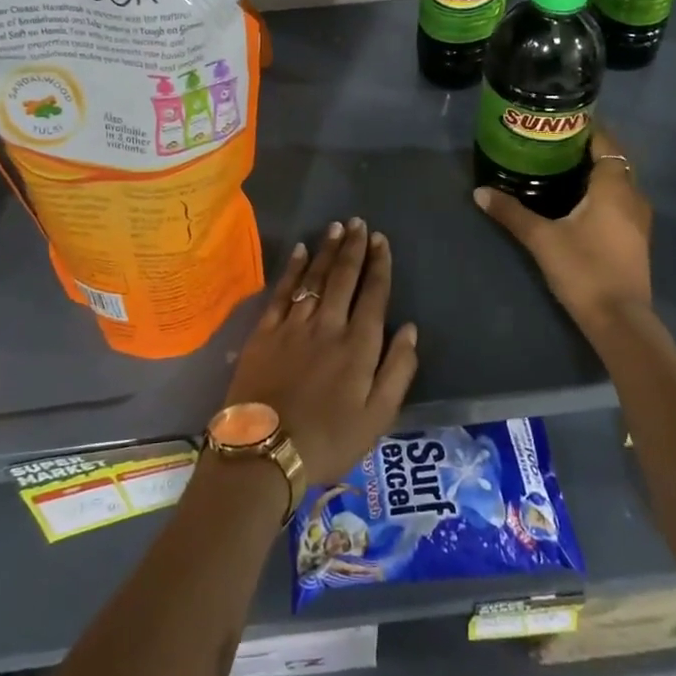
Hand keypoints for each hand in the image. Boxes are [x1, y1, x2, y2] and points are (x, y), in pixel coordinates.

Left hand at [223, 218, 419, 486]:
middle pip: (344, 277)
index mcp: (359, 345)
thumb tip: (409, 329)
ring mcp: (294, 325)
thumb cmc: (329, 440)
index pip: (374, 294)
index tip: (382, 240)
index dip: (380, 265)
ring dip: (328, 250)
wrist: (265, 452)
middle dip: (354, 247)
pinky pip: (283, 291)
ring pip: (315, 278)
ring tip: (337, 227)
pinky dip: (294, 268)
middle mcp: (329, 325)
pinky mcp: (265, 332)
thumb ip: (398, 370)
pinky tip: (301, 250)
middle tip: (360, 223)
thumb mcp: (378, 417)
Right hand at [473, 126, 652, 327]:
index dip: (586, 129)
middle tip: (553, 146)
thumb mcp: (541, 239)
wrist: (619, 319)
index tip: (560, 123)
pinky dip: (602, 194)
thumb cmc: (583, 269)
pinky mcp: (636, 239)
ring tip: (561, 171)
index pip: (605, 142)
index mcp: (614, 186)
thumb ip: (512, 212)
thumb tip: (480, 191)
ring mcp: (639, 219)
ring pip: (619, 183)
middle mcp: (633, 196)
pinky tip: (578, 203)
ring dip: (596, 174)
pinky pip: (620, 202)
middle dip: (587, 150)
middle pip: (613, 161)